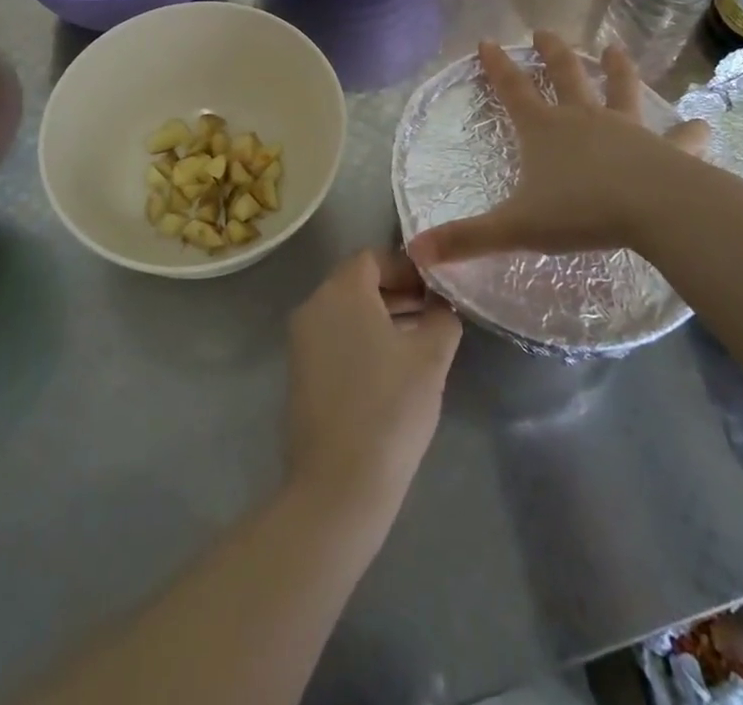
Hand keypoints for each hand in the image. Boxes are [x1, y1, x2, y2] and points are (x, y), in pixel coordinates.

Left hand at [286, 249, 461, 520]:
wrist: (338, 485)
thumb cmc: (390, 408)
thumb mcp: (431, 359)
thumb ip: (442, 319)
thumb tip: (442, 305)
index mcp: (341, 291)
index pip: (374, 257)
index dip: (408, 267)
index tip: (437, 289)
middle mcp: (314, 305)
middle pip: (358, 282)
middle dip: (398, 291)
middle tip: (435, 312)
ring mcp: (302, 339)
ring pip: (346, 311)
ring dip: (382, 316)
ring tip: (421, 340)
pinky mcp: (300, 371)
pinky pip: (335, 337)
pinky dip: (363, 339)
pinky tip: (393, 367)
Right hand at [406, 31, 713, 267]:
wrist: (656, 210)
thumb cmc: (580, 212)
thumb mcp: (515, 228)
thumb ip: (466, 239)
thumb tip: (414, 253)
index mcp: (544, 130)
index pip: (513, 90)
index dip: (497, 66)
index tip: (487, 41)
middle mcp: (583, 119)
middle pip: (565, 76)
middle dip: (552, 53)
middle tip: (544, 32)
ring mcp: (626, 130)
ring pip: (620, 91)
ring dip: (616, 69)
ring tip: (615, 48)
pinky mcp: (664, 149)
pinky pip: (677, 138)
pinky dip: (689, 132)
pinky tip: (703, 125)